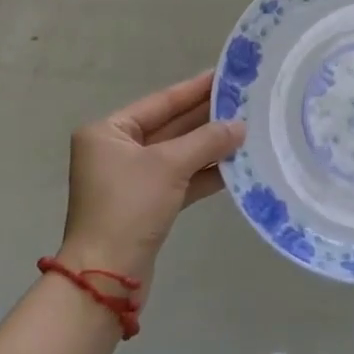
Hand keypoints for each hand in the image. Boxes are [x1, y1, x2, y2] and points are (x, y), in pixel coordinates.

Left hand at [56, 71, 244, 289]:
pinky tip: (236, 165)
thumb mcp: (169, 165)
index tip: (225, 75)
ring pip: (178, 154)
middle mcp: (117, 151)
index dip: (194, 89)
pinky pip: (181, 179)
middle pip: (170, 126)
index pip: (160, 102)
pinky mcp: (147, 205)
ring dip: (210, 146)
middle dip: (207, 117)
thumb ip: (207, 141)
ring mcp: (132, 180)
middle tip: (245, 101)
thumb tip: (240, 126)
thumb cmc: (130, 207)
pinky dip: (205, 173)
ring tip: (248, 129)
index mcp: (109, 132)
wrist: (106, 278)